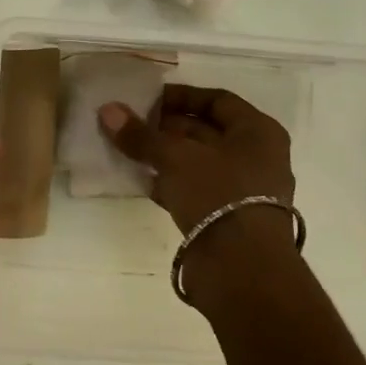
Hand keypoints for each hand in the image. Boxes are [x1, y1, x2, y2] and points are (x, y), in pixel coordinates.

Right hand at [99, 85, 295, 257]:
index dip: (181, 96)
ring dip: (164, 156)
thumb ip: (141, 135)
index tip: (146, 99)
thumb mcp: (175, 157)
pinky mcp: (226, 218)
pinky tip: (140, 182)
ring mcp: (243, 190)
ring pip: (197, 162)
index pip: (217, 100)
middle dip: (167, 127)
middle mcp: (256, 157)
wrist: (241, 268)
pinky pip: (194, 190)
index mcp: (257, 132)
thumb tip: (108, 110)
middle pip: (206, 131)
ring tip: (127, 150)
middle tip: (129, 124)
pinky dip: (169, 183)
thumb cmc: (217, 194)